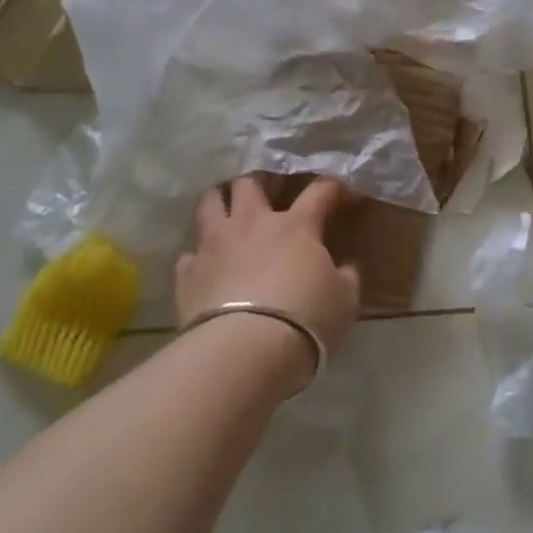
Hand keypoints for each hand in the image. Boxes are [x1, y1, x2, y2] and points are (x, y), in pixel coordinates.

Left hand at [176, 175, 360, 362]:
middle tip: (266, 192)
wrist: (246, 350)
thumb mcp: (344, 300)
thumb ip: (345, 277)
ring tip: (226, 210)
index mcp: (296, 226)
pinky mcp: (187, 272)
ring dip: (219, 201)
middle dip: (259, 182)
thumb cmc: (306, 319)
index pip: (318, 191)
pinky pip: (189, 254)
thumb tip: (345, 268)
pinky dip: (198, 257)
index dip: (332, 187)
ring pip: (210, 203)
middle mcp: (252, 223)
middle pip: (250, 183)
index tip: (341, 192)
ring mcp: (215, 244)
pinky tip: (205, 268)